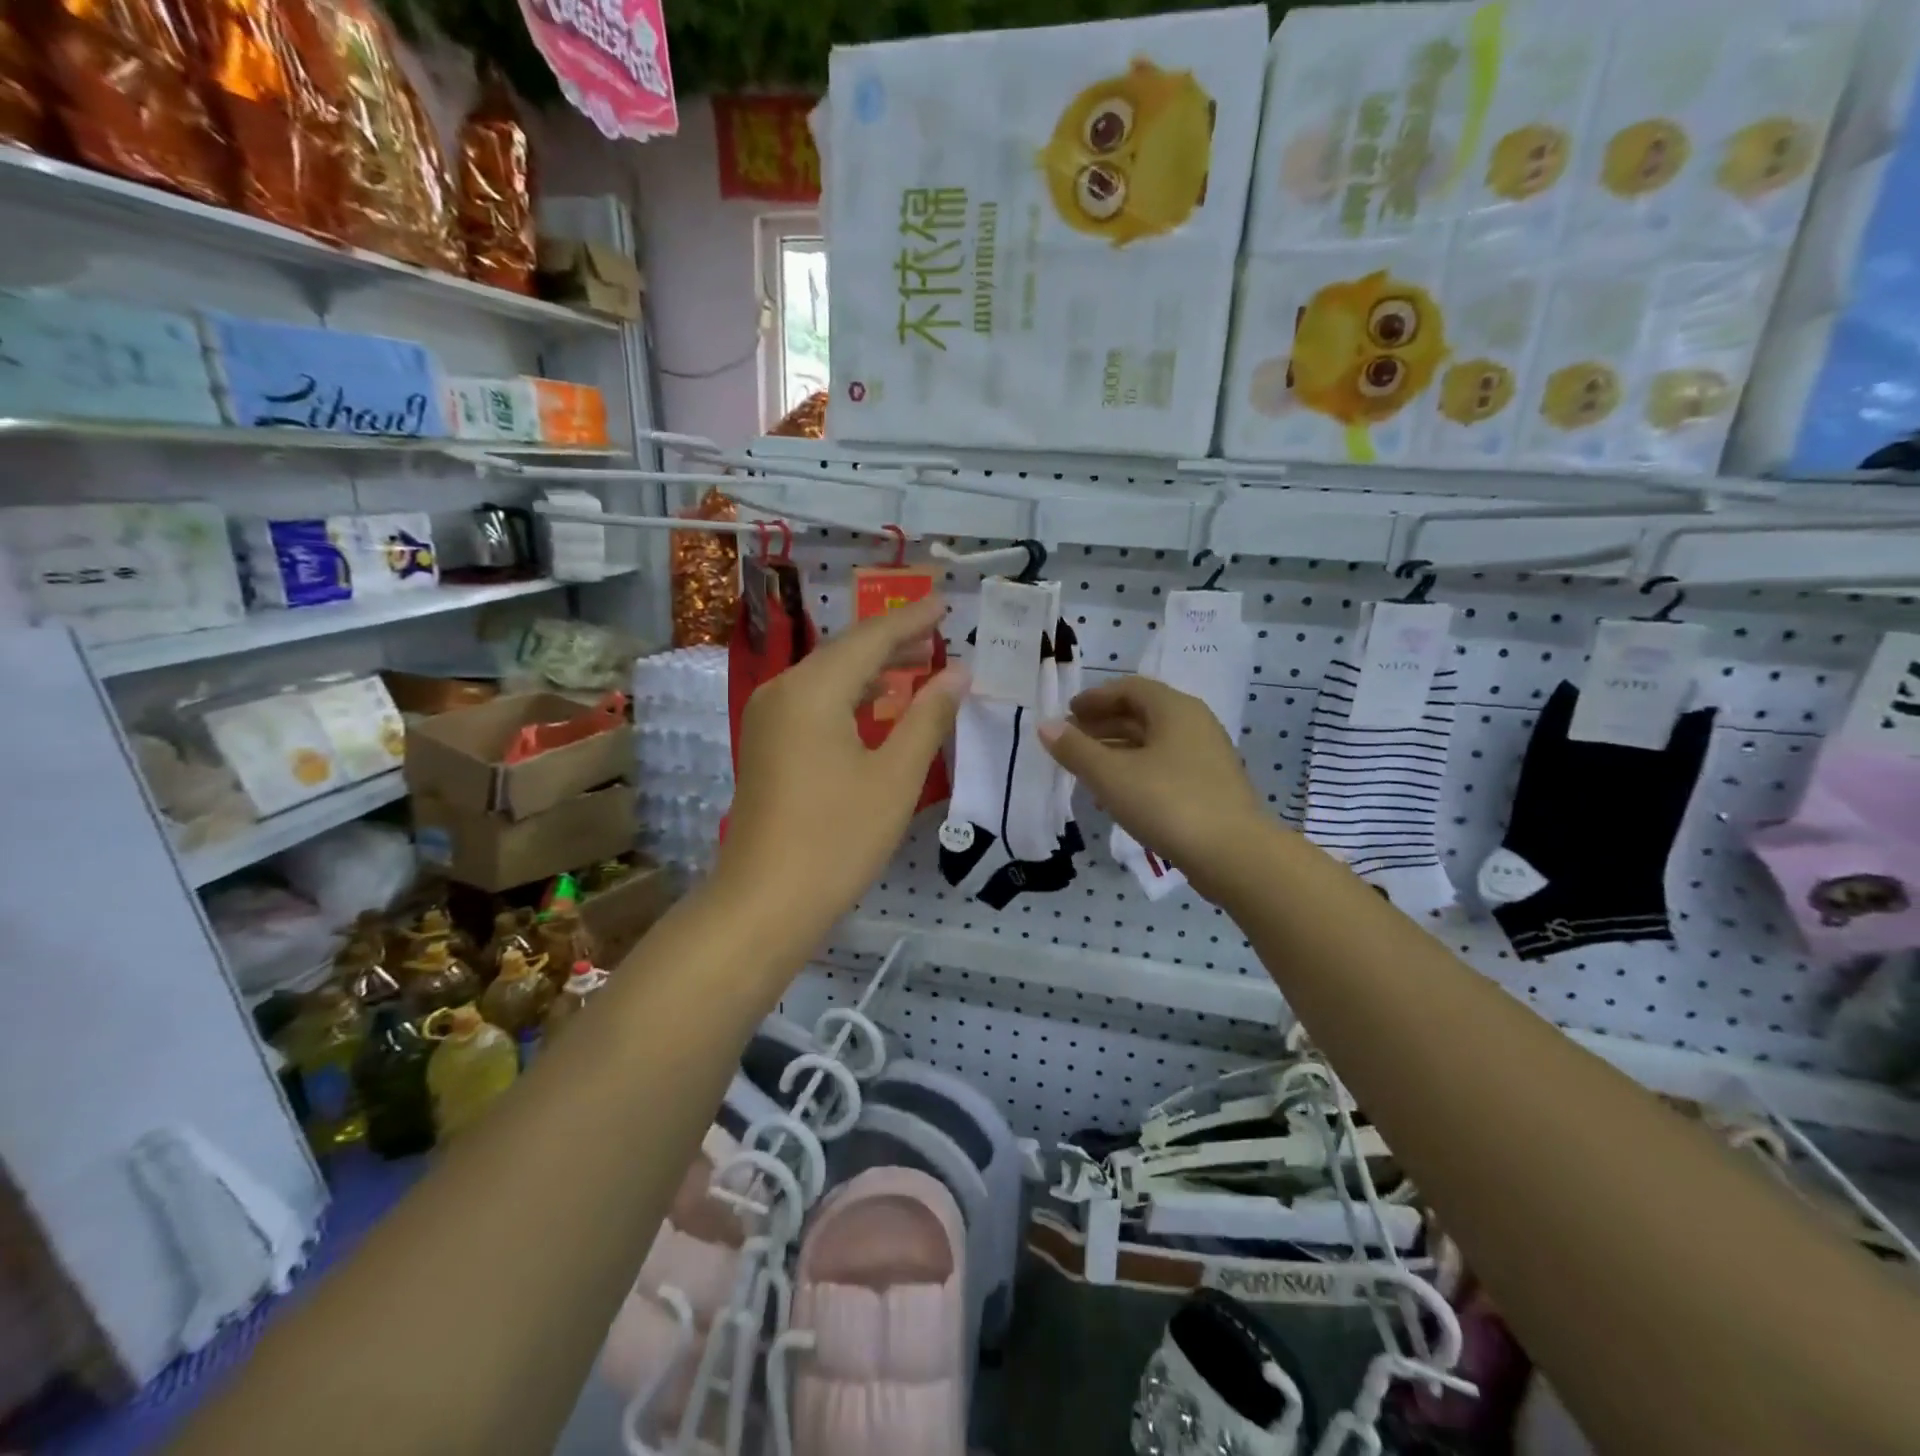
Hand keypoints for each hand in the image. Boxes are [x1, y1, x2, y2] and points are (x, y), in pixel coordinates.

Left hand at [715, 594, 967, 946]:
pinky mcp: (765, 745)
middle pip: (844, 652)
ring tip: (917, 662)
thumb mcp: (895, 776)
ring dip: (872, 668)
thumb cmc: (837, 838)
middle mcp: (782, 692)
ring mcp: (767, 719)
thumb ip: (928, 716)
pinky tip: (876, 705)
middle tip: (939, 631)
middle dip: (892, 640)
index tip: (945, 603)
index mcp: (812, 690)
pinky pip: (813, 703)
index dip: (911, 620)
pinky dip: (849, 696)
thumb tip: (958, 672)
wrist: (765, 902)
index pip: (869, 638)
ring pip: (827, 677)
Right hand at [1039, 676, 1266, 895]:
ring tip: (1085, 768)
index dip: (1094, 698)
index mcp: (1174, 709)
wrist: (1234, 855)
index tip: (1067, 714)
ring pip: (1153, 742)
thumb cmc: (1167, 803)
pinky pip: (1165, 765)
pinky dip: (1136, 769)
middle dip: (1103, 724)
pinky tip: (1116, 793)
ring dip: (1117, 749)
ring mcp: (1206, 756)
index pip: (1129, 688)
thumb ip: (1075, 749)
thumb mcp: (1111, 775)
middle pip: (1142, 713)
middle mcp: (1194, 724)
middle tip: (1070, 741)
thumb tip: (1045, 725)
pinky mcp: (1209, 786)